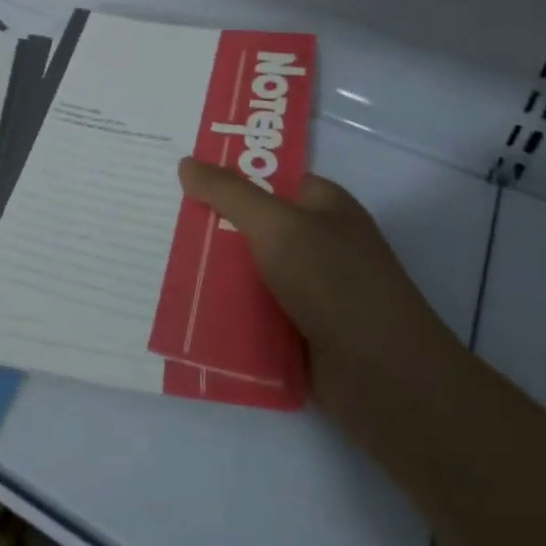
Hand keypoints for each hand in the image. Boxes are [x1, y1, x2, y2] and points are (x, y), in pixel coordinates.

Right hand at [177, 159, 467, 437]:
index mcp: (323, 207)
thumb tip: (187, 164)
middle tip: (159, 220)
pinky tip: (184, 307)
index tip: (180, 178)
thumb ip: (229, 194)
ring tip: (160, 263)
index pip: (268, 180)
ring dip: (212, 272)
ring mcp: (309, 290)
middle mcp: (317, 243)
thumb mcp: (277, 226)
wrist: (386, 380)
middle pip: (253, 226)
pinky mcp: (298, 332)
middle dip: (210, 226)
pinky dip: (225, 311)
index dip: (227, 176)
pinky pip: (252, 312)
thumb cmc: (335, 284)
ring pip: (248, 271)